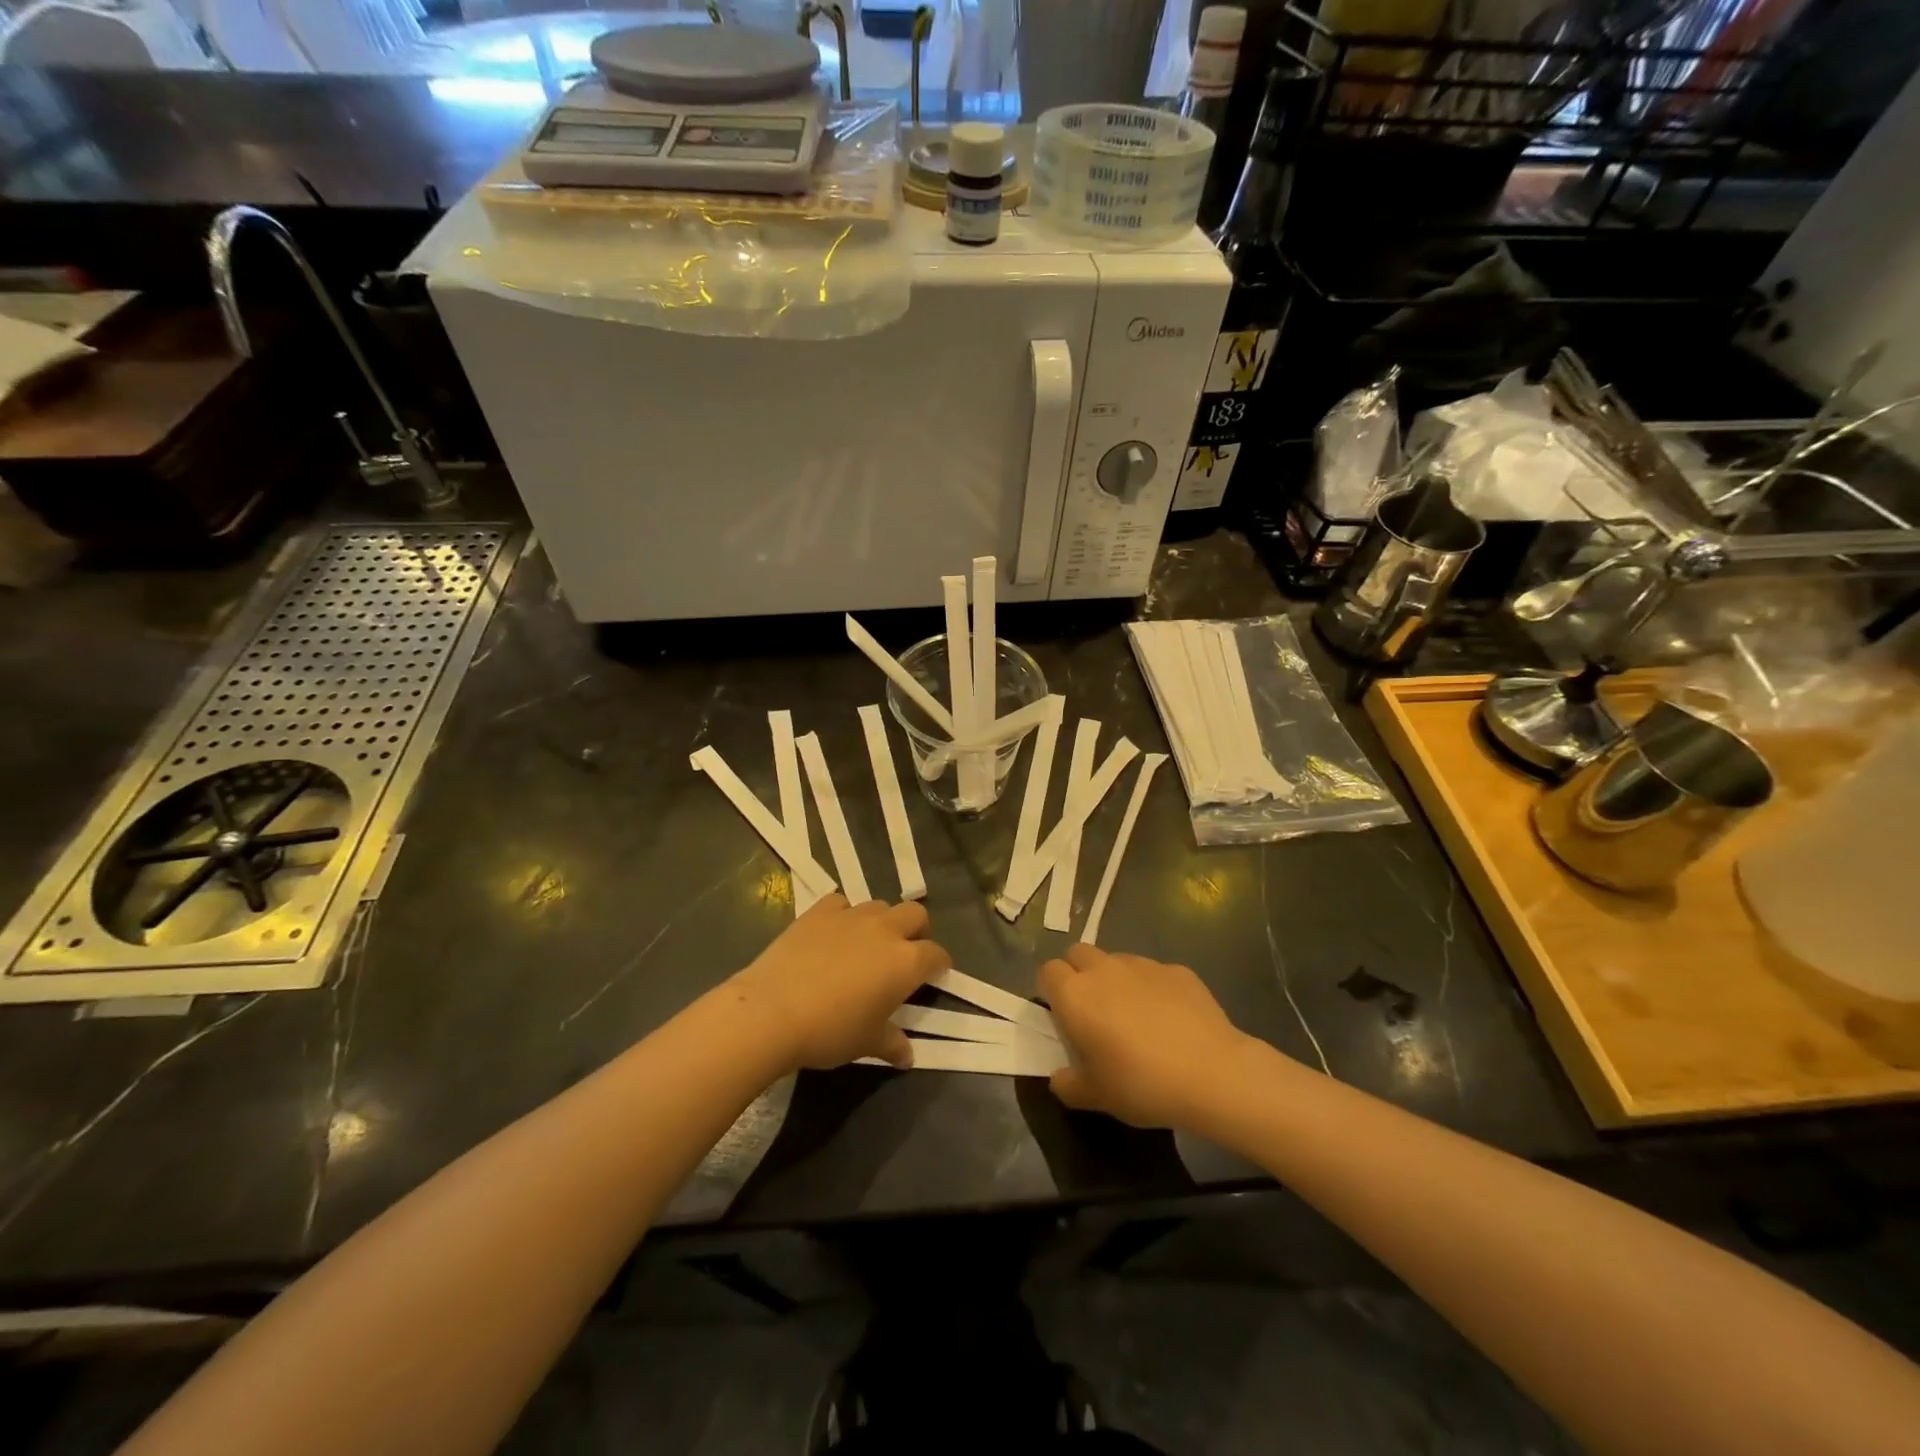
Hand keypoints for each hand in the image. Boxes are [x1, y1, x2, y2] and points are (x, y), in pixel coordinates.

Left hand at [730, 895, 948, 1071]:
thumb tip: (907, 1056)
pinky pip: (842, 903)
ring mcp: (851, 916)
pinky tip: (833, 933)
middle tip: (904, 955)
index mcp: (906, 962)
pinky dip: (844, 915)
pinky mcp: (819, 911)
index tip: (934, 976)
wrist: (771, 1011)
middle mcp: (885, 930)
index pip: (936, 954)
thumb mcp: (867, 1043)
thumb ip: (892, 1043)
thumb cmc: (829, 1031)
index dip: (939, 965)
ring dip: (881, 922)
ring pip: (879, 906)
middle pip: (915, 914)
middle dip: (917, 931)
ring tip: (867, 945)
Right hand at [1041, 944, 1253, 1128]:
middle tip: (1092, 1011)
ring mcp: (1143, 965)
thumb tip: (1060, 1077)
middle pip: (1078, 953)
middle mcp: (1104, 969)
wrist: (1212, 1073)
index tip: (1062, 1017)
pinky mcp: (1177, 970)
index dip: (1051, 991)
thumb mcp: (1095, 1098)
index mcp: (1075, 995)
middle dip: (1078, 974)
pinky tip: (1170, 1020)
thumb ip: (1068, 1084)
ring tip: (1134, 1016)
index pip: (1048, 971)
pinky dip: (1152, 988)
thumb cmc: (1141, 1084)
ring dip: (1115, 979)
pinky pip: (1153, 973)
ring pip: (1116, 960)